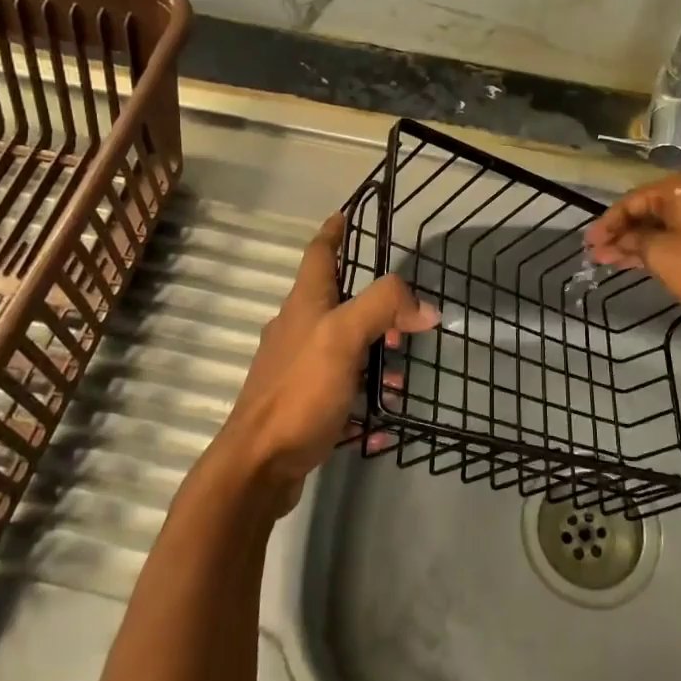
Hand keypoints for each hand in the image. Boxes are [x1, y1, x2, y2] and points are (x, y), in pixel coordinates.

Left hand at [212, 211, 438, 511]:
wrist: (257, 466)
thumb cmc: (300, 389)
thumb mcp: (344, 336)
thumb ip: (384, 307)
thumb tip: (423, 307)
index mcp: (304, 304)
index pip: (319, 253)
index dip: (333, 231)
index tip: (344, 214)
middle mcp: (296, 330)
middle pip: (336, 302)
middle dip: (373, 307)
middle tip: (404, 323)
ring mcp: (295, 369)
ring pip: (342, 349)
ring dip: (372, 357)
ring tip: (399, 380)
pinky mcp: (299, 405)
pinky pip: (338, 391)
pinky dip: (361, 399)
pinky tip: (379, 424)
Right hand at [585, 173, 680, 320]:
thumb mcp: (664, 258)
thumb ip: (635, 243)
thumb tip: (620, 240)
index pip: (632, 200)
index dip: (607, 224)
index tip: (588, 245)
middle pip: (649, 208)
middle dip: (622, 234)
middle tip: (597, 256)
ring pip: (666, 221)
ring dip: (641, 241)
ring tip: (612, 261)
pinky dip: (664, 243)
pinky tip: (642, 259)